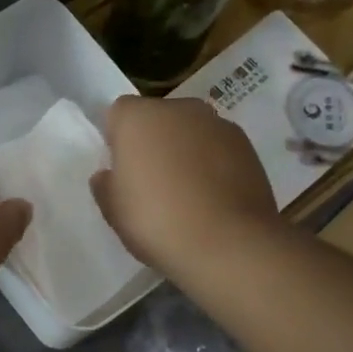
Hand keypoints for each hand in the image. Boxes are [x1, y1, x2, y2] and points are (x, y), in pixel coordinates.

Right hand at [91, 95, 277, 273]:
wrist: (227, 243)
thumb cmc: (156, 222)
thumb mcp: (113, 211)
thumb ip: (105, 185)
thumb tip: (109, 175)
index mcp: (138, 118)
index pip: (119, 113)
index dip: (117, 140)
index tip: (120, 170)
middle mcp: (179, 109)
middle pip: (158, 118)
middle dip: (153, 142)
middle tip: (151, 183)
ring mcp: (218, 124)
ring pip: (191, 132)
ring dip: (185, 152)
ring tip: (186, 194)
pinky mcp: (247, 145)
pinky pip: (218, 149)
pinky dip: (213, 165)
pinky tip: (212, 199)